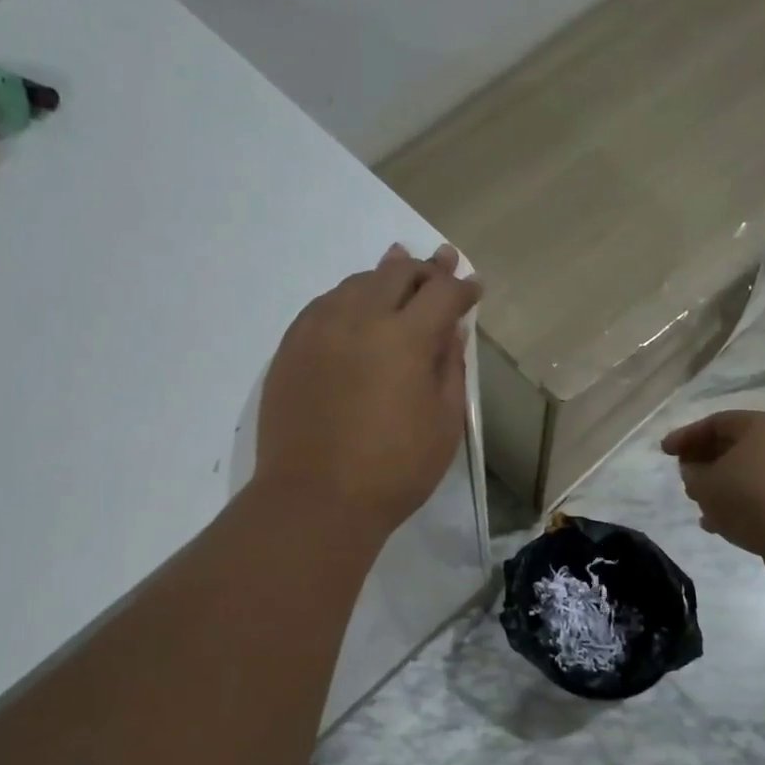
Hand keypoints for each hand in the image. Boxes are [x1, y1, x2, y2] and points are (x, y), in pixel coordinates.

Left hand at [256, 243, 480, 538]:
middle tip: (441, 264)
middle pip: (396, 273)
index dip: (462, 287)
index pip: (442, 294)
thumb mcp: (443, 424)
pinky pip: (324, 304)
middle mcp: (359, 318)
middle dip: (425, 268)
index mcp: (405, 338)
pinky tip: (354, 306)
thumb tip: (450, 330)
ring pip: (357, 283)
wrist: (314, 499)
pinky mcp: (290, 346)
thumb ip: (450, 368)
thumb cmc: (393, 471)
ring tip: (397, 270)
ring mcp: (318, 329)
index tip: (474, 288)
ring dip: (384, 276)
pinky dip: (348, 297)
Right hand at [661, 410, 764, 557]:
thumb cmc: (752, 499)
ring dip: (722, 486)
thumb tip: (695, 470)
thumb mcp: (707, 484)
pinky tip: (723, 524)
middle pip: (735, 445)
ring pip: (750, 472)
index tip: (664, 452)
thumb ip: (692, 473)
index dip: (686, 436)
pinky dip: (742, 502)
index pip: (716, 422)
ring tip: (701, 505)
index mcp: (762, 425)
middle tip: (684, 477)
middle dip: (705, 461)